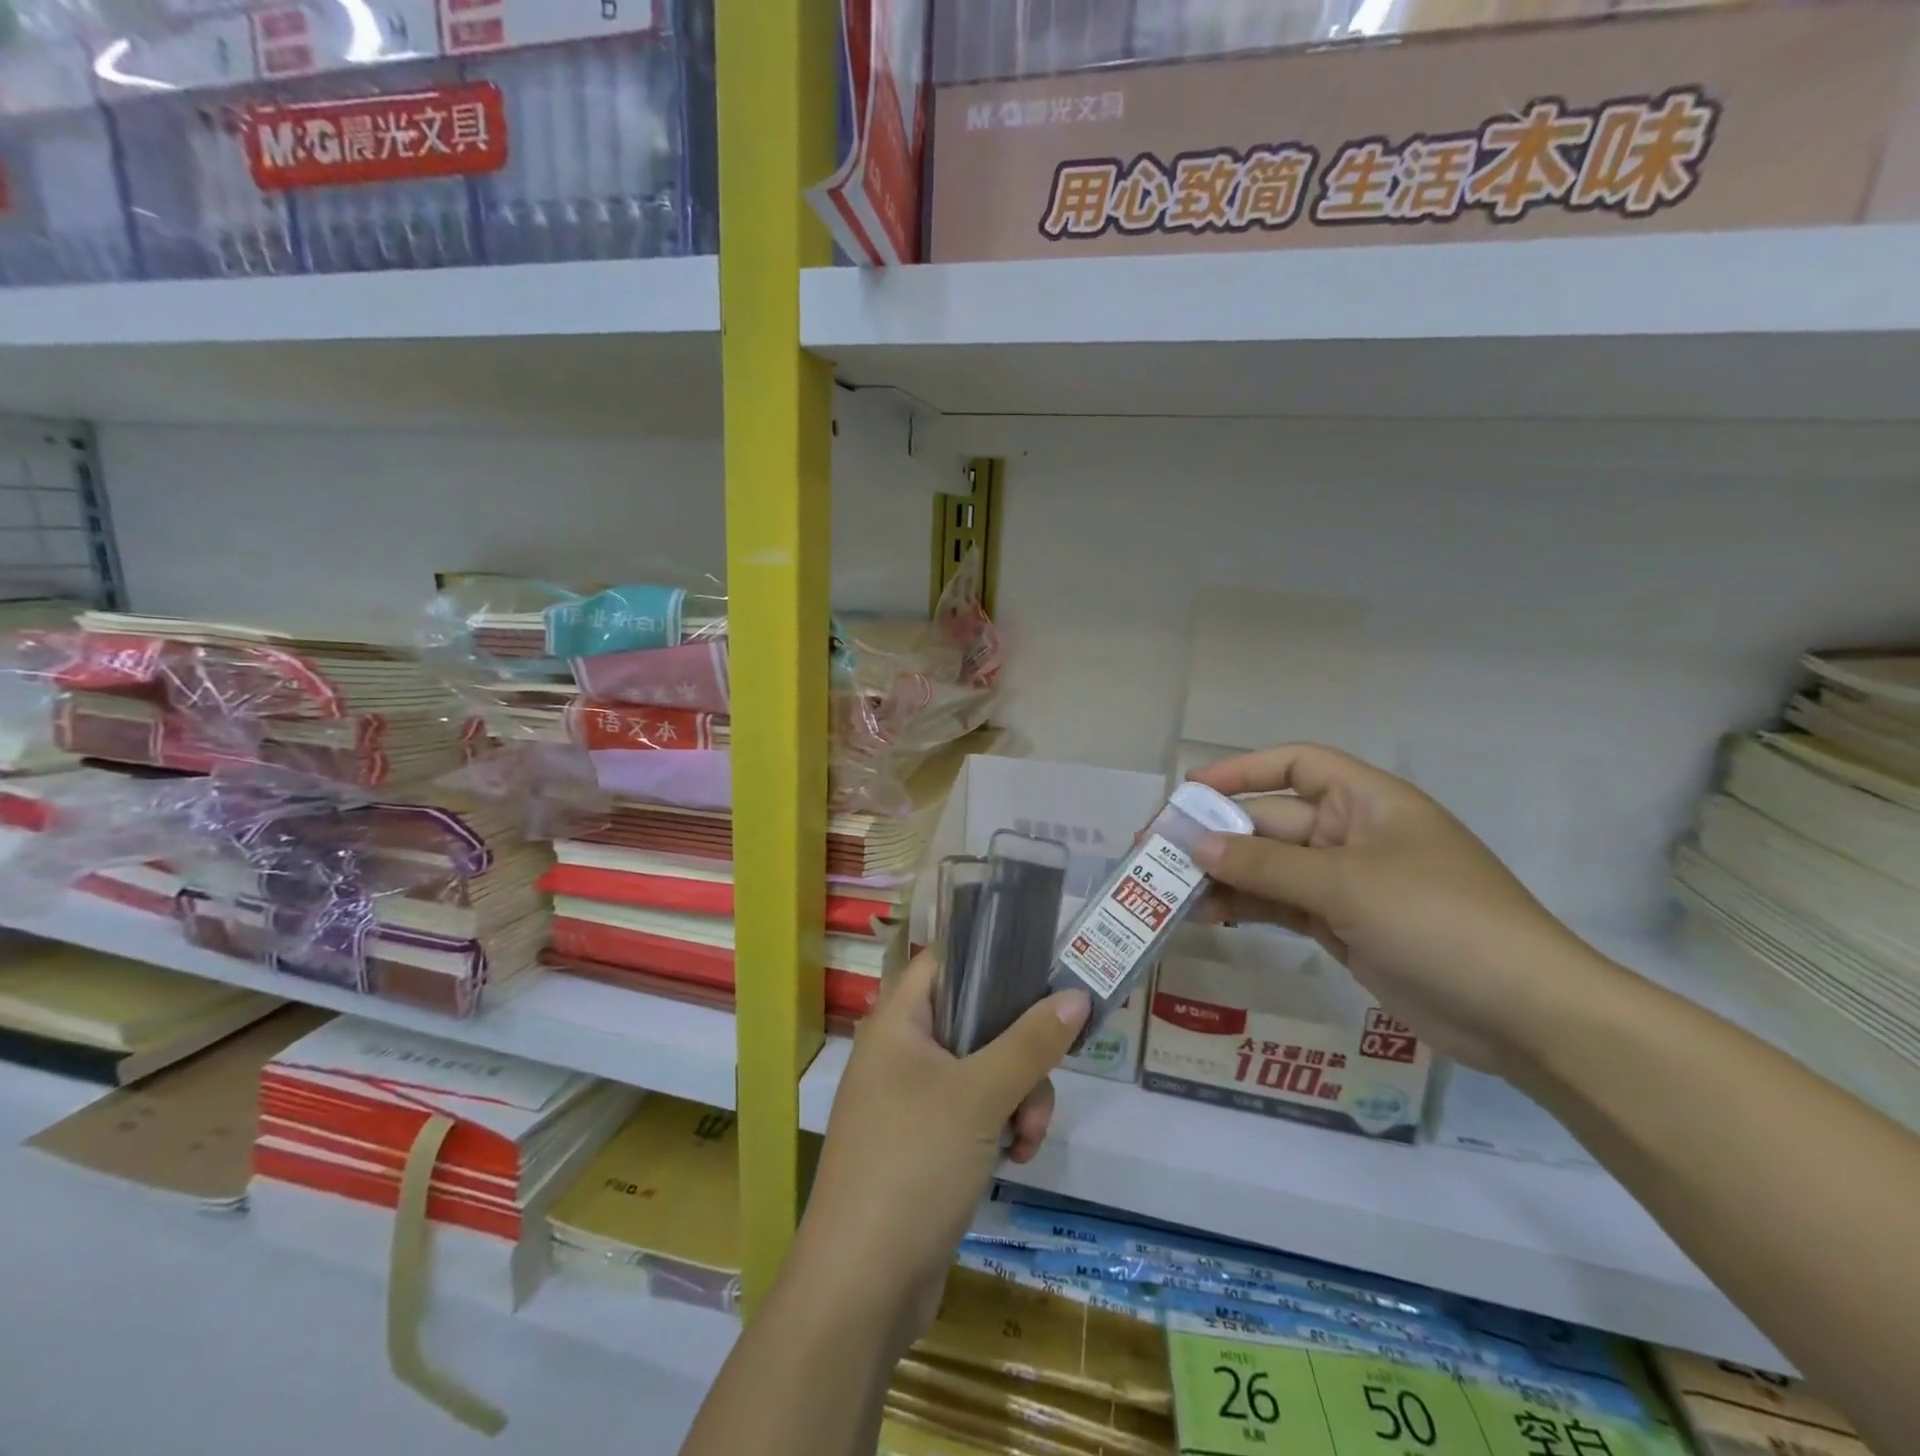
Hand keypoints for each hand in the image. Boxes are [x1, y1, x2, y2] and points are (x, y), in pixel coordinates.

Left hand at [792, 952, 1090, 1351]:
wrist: (861, 1287)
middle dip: (1020, 1052)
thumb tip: (1077, 994)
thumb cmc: (913, 1165)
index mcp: (897, 1023)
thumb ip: (1031, 1042)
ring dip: (1017, 1098)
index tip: (1041, 973)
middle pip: (976, 1020)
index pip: (944, 962)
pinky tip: (1014, 1159)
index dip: (989, 957)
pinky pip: (975, 1112)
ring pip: (984, 1071)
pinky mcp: (925, 1144)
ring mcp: (911, 1101)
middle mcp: (900, 1053)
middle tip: (1041, 1083)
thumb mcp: (980, 1096)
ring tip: (1026, 1140)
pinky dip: (999, 1128)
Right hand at [1187, 744, 1607, 1073]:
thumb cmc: (1440, 921)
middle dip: (1218, 833)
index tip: (1190, 789)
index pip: (1297, 765)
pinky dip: (1246, 908)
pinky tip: (1205, 916)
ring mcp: (1349, 885)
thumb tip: (1196, 843)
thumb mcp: (1346, 883)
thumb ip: (1265, 863)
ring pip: (1271, 868)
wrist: (1524, 1015)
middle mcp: (1354, 835)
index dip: (1242, 770)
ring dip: (1224, 875)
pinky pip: (1282, 906)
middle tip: (1157, 848)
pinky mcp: (1344, 928)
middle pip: (1273, 821)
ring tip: (1168, 888)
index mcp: (1368, 802)